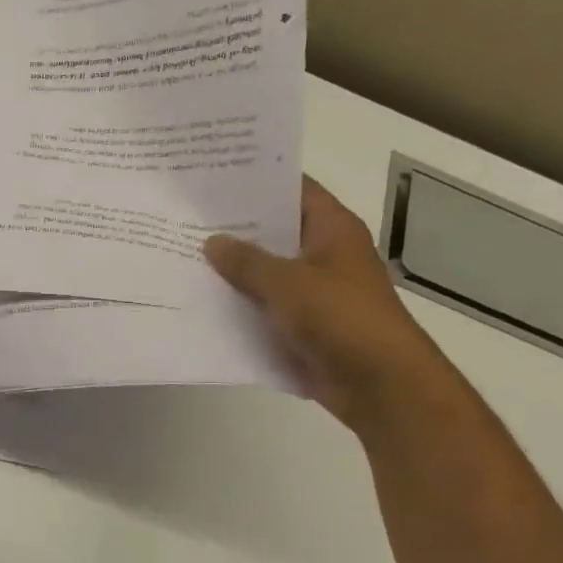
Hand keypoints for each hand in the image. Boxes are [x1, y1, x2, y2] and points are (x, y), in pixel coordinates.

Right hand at [204, 178, 450, 433]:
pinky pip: (264, 307)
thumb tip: (212, 241)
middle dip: (235, 227)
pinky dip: (239, 304)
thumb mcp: (287, 282)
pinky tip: (201, 300)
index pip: (293, 190)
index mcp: (332, 230)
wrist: (379, 385)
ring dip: (233, 269)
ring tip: (182, 255)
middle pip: (275, 231)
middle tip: (185, 216)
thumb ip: (246, 261)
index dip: (257, 180)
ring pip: (266, 272)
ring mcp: (313, 291)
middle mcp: (324, 255)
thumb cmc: (341, 319)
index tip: (213, 177)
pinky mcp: (303, 325)